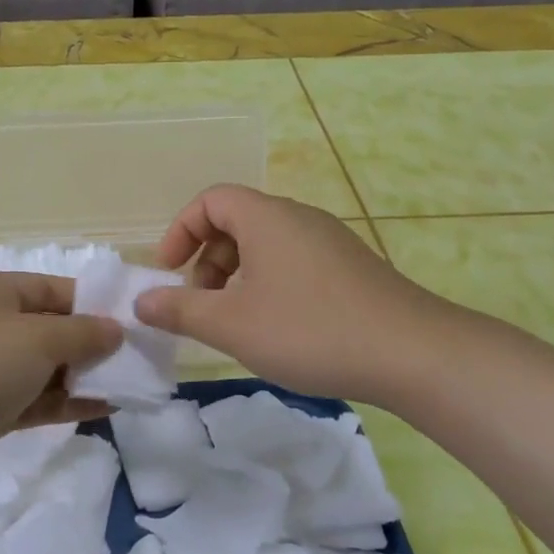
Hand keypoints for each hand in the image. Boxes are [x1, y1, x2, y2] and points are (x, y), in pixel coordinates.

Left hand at [0, 272, 120, 483]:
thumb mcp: (38, 338)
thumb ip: (83, 332)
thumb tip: (115, 330)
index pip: (48, 287)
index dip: (90, 302)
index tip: (130, 320)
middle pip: (45, 327)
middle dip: (89, 342)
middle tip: (134, 357)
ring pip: (40, 367)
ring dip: (81, 375)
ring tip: (128, 384)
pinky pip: (32, 399)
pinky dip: (65, 402)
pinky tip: (105, 408)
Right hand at [134, 185, 441, 402]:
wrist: (412, 353)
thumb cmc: (310, 329)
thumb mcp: (232, 324)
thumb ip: (180, 310)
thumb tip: (141, 302)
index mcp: (267, 218)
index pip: (211, 200)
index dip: (181, 231)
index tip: (169, 272)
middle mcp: (299, 218)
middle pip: (237, 221)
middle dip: (207, 260)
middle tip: (201, 305)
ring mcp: (330, 241)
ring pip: (266, 245)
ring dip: (237, 276)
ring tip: (235, 321)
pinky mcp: (350, 267)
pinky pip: (293, 261)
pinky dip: (269, 284)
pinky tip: (277, 328)